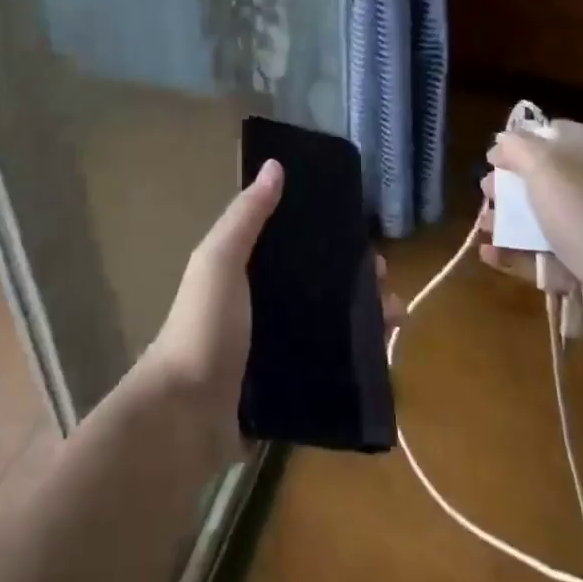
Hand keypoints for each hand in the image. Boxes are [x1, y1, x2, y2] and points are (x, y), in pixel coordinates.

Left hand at [140, 160, 406, 470]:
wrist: (187, 416)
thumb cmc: (205, 327)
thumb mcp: (221, 261)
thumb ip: (246, 216)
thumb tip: (275, 165)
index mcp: (245, 274)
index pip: (294, 248)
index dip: (329, 240)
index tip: (364, 239)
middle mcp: (261, 309)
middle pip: (319, 288)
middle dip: (356, 284)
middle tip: (387, 287)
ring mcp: (274, 352)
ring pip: (329, 328)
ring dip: (363, 321)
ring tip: (395, 321)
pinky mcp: (285, 391)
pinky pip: (327, 368)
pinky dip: (354, 362)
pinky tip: (382, 360)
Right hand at [478, 120, 582, 354]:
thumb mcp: (547, 168)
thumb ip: (520, 147)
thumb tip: (504, 140)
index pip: (563, 135)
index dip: (527, 138)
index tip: (498, 153)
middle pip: (549, 178)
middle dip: (511, 183)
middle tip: (486, 189)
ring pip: (545, 218)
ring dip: (509, 219)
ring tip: (484, 224)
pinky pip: (546, 254)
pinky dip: (517, 253)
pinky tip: (489, 253)